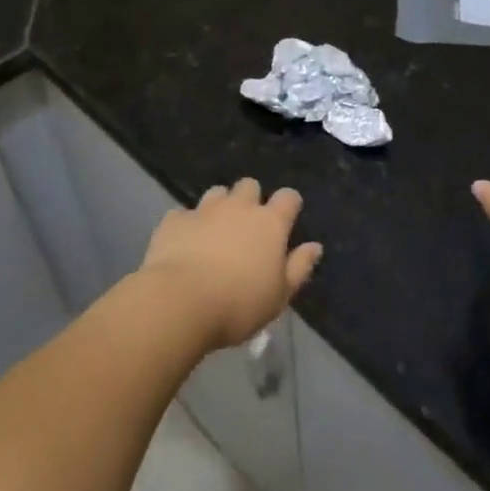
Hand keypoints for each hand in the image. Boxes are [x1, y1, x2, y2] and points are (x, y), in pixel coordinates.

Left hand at [141, 178, 323, 348]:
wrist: (180, 302)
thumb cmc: (239, 304)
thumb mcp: (279, 296)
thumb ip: (299, 267)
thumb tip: (314, 246)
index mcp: (270, 223)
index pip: (288, 197)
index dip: (289, 205)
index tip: (287, 219)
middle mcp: (239, 207)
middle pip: (250, 186)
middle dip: (250, 199)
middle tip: (247, 227)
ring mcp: (204, 210)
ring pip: (217, 193)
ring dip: (219, 206)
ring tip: (215, 232)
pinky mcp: (175, 220)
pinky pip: (184, 214)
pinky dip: (187, 225)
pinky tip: (184, 244)